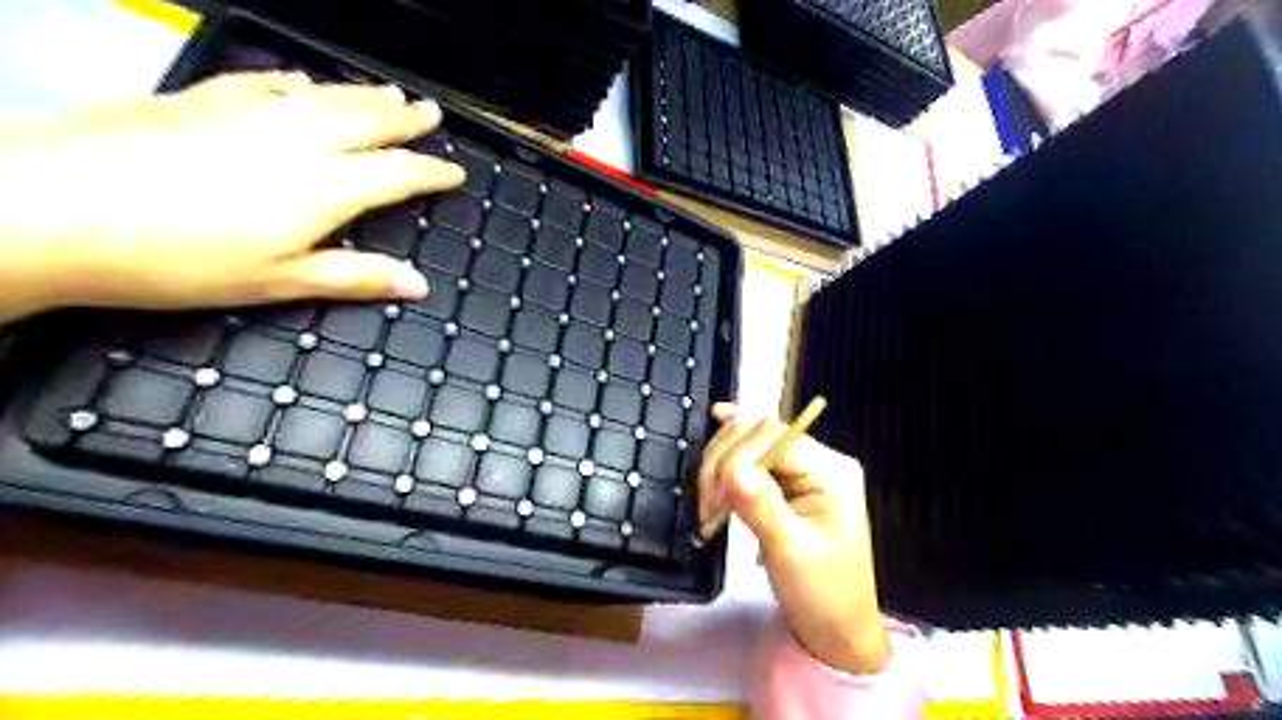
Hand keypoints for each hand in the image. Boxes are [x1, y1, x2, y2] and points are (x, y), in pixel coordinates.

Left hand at [1, 70, 465, 324]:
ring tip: (391, 92)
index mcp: (324, 187)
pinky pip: (265, 81)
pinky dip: (297, 82)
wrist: (50, 208)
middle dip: (406, 118)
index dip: (432, 171)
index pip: (398, 172)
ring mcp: (247, 111)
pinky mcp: (201, 98)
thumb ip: (354, 276)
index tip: (455, 172)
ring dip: (364, 94)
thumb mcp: (279, 281)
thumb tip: (419, 285)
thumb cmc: (179, 260)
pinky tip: (303, 81)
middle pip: (367, 120)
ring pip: (325, 96)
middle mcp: (297, 139)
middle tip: (432, 113)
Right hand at [697, 405, 889, 673]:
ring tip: (710, 506)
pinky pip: (751, 458)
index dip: (736, 457)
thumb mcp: (792, 553)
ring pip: (749, 442)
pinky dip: (728, 460)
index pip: (773, 437)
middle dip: (724, 461)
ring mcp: (802, 469)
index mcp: (831, 471)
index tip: (714, 499)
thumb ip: (762, 506)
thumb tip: (731, 470)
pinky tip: (714, 439)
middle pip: (758, 433)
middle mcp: (818, 460)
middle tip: (707, 506)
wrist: (838, 630)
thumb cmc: (823, 595)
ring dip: (720, 466)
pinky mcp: (786, 482)